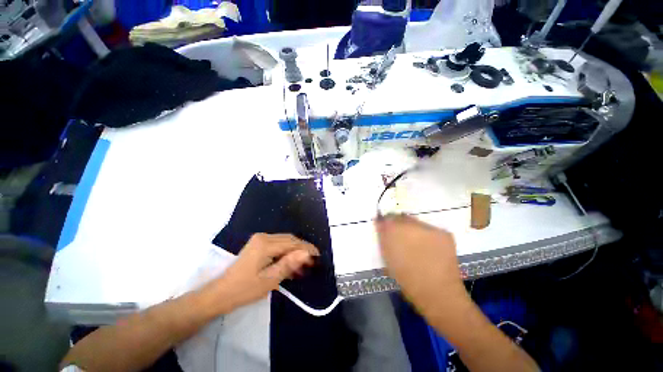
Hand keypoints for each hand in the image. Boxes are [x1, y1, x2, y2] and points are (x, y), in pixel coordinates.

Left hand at [210, 233, 318, 312]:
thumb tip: (306, 253)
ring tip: (303, 265)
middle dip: (302, 249)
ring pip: (285, 242)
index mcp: (265, 244)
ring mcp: (260, 239)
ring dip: (295, 251)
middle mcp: (264, 237)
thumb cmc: (244, 289)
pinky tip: (290, 263)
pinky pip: (278, 245)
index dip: (307, 248)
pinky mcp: (258, 244)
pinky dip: (286, 252)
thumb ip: (288, 264)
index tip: (318, 256)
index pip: (292, 243)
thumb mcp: (269, 280)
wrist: (220, 293)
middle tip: (312, 262)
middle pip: (290, 240)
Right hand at [376, 214, 467, 318]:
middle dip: (398, 224)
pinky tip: (428, 247)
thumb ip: (383, 238)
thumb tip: (380, 223)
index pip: (386, 218)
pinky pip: (429, 229)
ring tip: (415, 243)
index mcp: (394, 232)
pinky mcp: (444, 233)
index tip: (385, 228)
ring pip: (416, 222)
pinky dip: (426, 234)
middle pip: (401, 217)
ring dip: (412, 228)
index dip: (385, 222)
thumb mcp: (388, 258)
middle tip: (399, 236)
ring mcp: (429, 228)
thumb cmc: (407, 279)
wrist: (438, 293)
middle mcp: (412, 226)